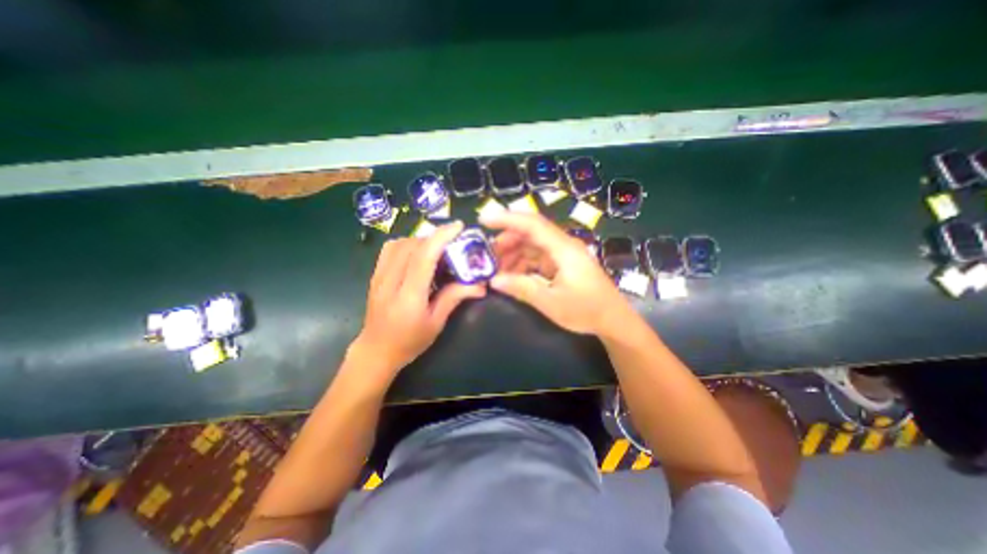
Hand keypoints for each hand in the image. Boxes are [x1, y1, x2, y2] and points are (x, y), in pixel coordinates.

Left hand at [351, 224, 484, 377]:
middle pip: (412, 245)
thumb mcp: (436, 323)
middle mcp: (391, 281)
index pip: (424, 256)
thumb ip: (454, 298)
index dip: (441, 237)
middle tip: (452, 243)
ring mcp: (379, 276)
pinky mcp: (375, 274)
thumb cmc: (410, 341)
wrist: (376, 351)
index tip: (458, 227)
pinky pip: (390, 249)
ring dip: (420, 240)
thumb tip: (480, 285)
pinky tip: (417, 254)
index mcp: (409, 296)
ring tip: (436, 249)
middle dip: (434, 237)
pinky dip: (407, 243)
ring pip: (399, 243)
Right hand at [482, 210, 626, 332]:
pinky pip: (539, 257)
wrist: (613, 320)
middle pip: (531, 232)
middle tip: (488, 255)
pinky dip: (524, 263)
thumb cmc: (586, 311)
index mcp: (564, 249)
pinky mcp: (563, 264)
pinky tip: (513, 274)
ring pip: (533, 245)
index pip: (532, 224)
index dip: (507, 219)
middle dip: (507, 240)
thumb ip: (522, 289)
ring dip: (514, 253)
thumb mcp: (551, 302)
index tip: (484, 220)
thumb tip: (493, 280)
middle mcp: (564, 246)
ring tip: (497, 268)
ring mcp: (564, 255)